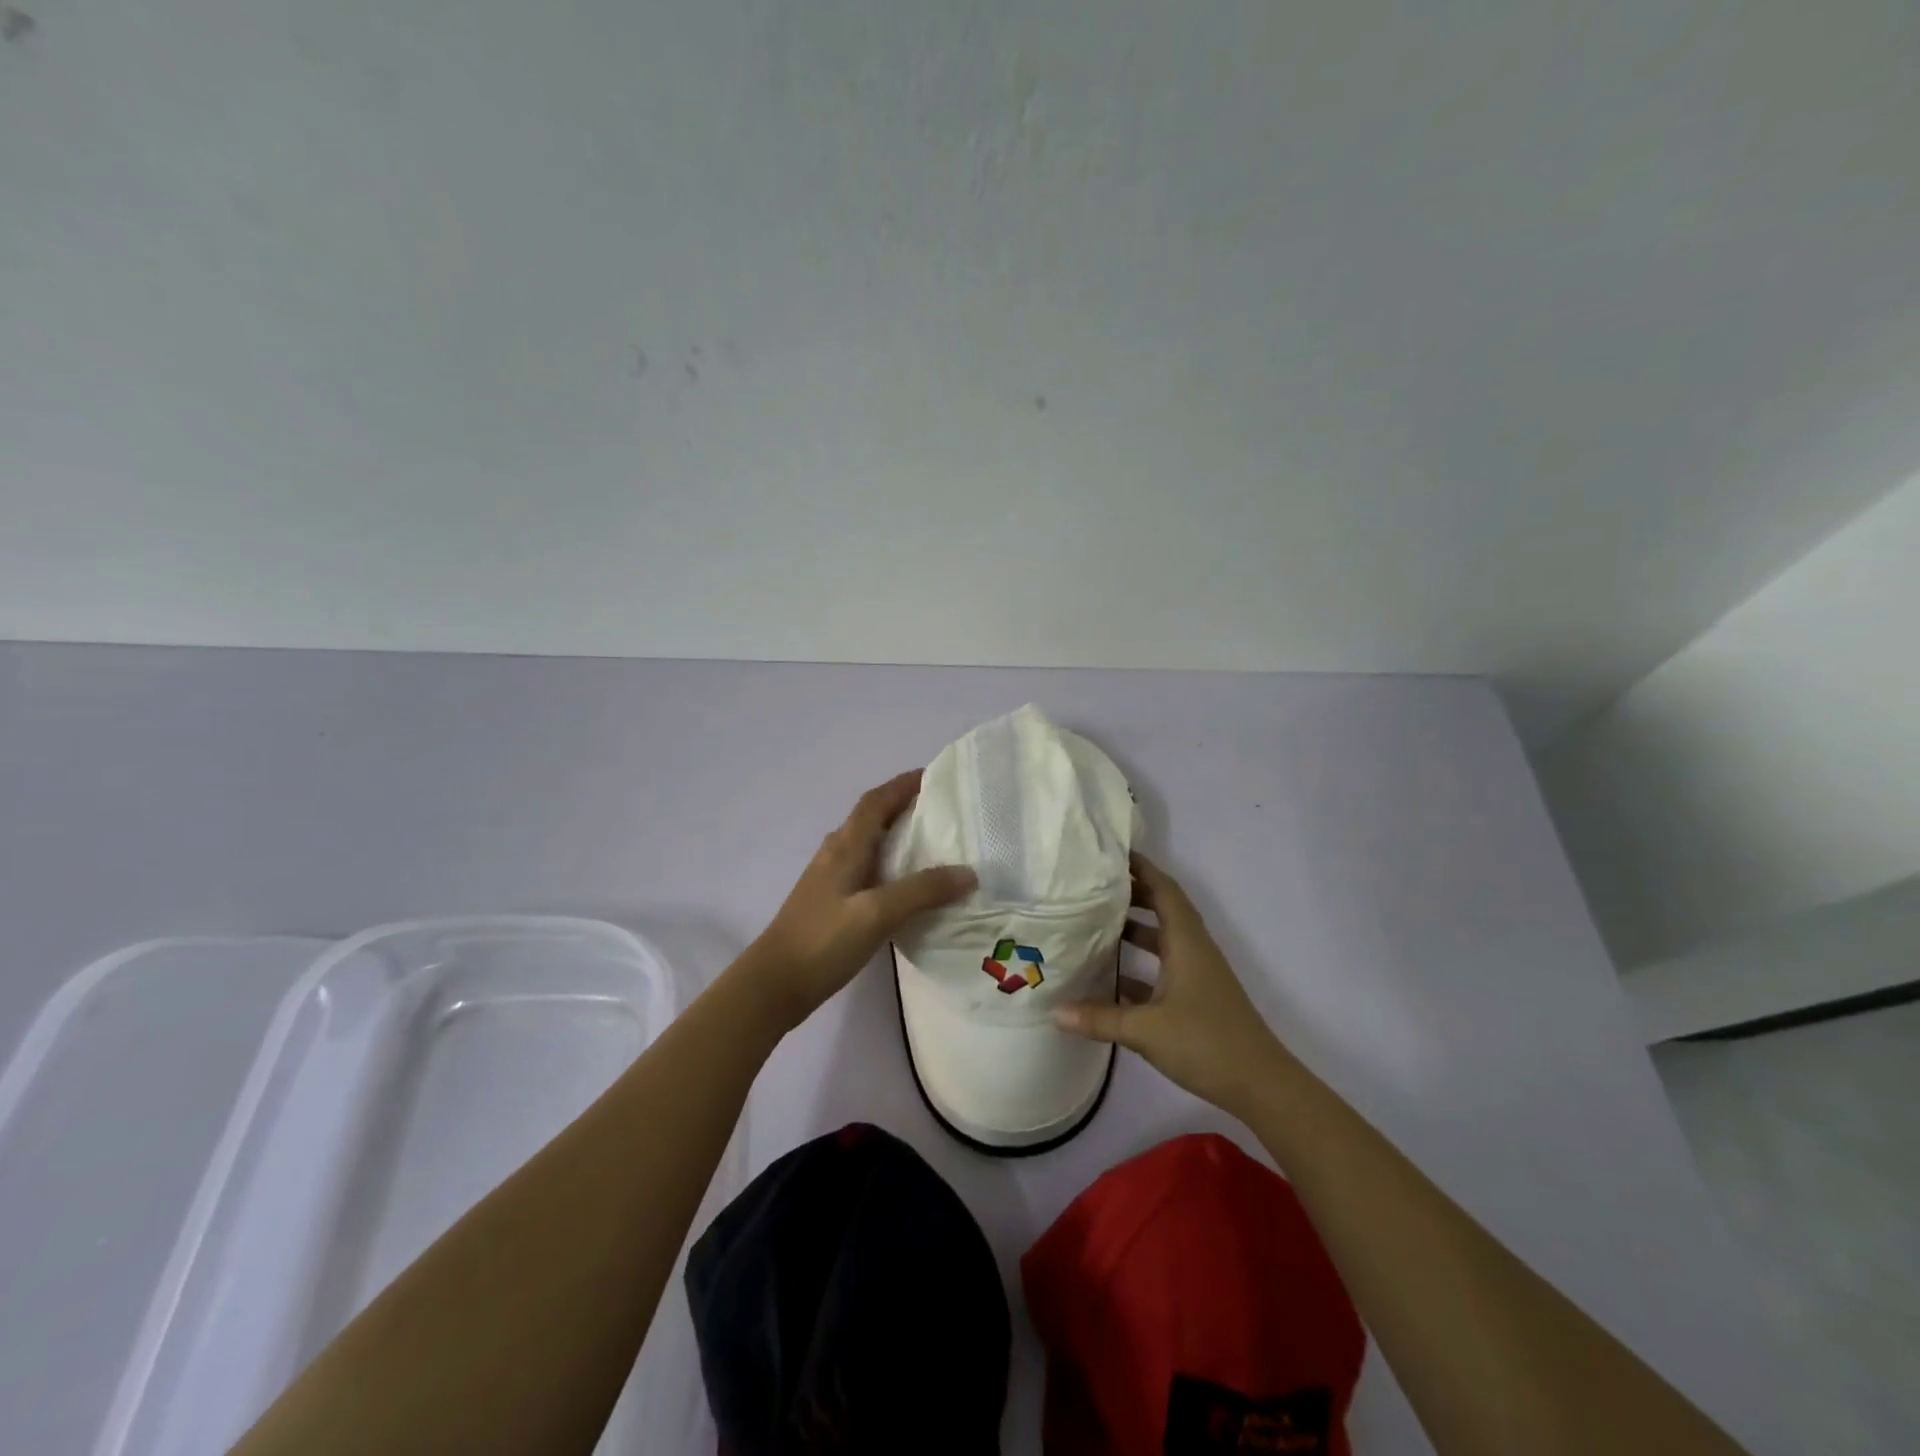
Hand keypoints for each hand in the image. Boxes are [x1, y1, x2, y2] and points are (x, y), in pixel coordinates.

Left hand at [746, 770, 975, 1028]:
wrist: (774, 984)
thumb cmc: (823, 941)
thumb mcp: (877, 914)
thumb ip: (922, 891)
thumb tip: (968, 872)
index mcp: (846, 846)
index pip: (876, 800)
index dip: (903, 784)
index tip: (935, 775)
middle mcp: (836, 853)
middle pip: (873, 817)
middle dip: (905, 805)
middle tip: (945, 810)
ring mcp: (831, 878)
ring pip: (869, 843)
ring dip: (897, 834)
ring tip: (935, 843)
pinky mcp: (832, 902)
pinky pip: (867, 868)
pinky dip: (891, 864)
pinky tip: (908, 886)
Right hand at [1053, 853, 1288, 1117]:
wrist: (1261, 1085)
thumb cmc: (1206, 1043)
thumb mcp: (1145, 1031)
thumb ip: (1098, 1019)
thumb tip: (1053, 1011)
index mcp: (1186, 943)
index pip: (1164, 890)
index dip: (1142, 868)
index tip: (1112, 854)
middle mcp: (1193, 950)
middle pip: (1164, 908)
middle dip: (1133, 893)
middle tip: (1094, 886)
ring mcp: (1197, 974)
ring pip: (1164, 938)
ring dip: (1135, 927)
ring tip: (1096, 923)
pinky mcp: (1197, 997)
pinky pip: (1164, 966)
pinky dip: (1140, 964)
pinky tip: (1111, 977)